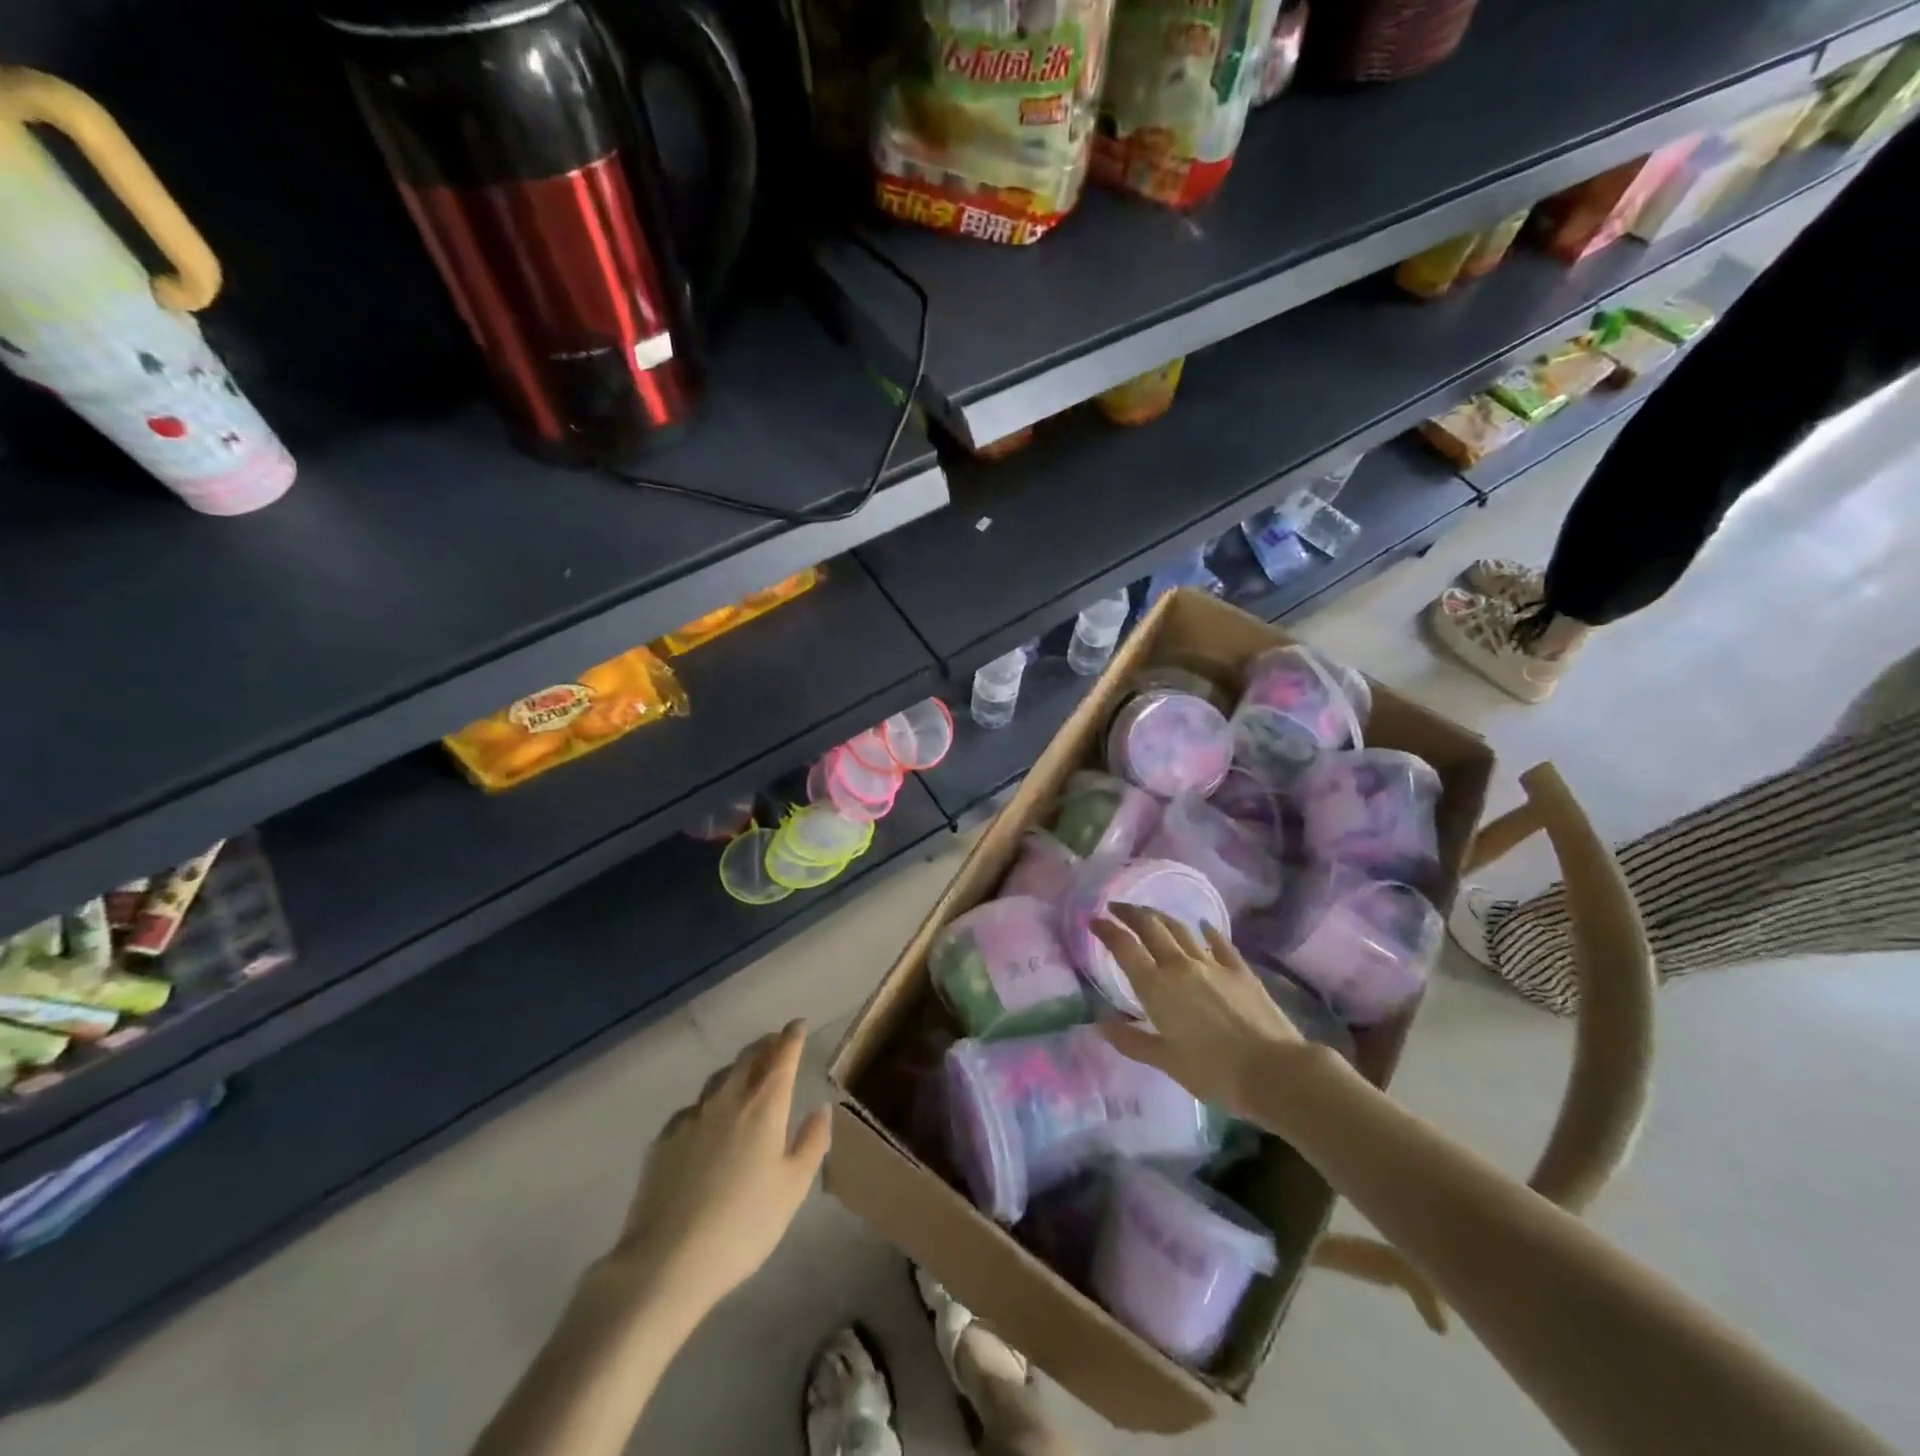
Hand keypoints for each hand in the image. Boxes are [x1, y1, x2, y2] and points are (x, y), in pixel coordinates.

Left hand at [603, 1020, 830, 1320]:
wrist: (666, 1261)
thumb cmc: (744, 1225)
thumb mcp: (792, 1189)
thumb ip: (811, 1143)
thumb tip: (820, 1109)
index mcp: (765, 1106)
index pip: (782, 1058)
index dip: (791, 1038)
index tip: (798, 1025)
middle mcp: (728, 1100)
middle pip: (748, 1059)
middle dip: (764, 1045)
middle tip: (775, 1042)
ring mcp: (691, 1118)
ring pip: (718, 1079)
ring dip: (736, 1069)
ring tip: (744, 1073)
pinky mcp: (663, 1140)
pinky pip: (692, 1108)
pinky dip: (707, 1103)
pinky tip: (706, 1120)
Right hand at [1092, 905, 1312, 1124]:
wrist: (1275, 1072)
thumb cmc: (1213, 1072)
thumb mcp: (1165, 1061)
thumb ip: (1131, 1040)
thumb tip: (1098, 1024)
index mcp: (1156, 987)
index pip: (1124, 947)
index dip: (1106, 929)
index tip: (1093, 919)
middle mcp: (1180, 966)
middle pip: (1150, 927)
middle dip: (1130, 913)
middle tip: (1116, 907)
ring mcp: (1213, 964)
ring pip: (1180, 929)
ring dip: (1161, 916)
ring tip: (1149, 913)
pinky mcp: (1240, 970)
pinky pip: (1219, 942)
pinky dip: (1207, 931)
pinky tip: (1203, 925)